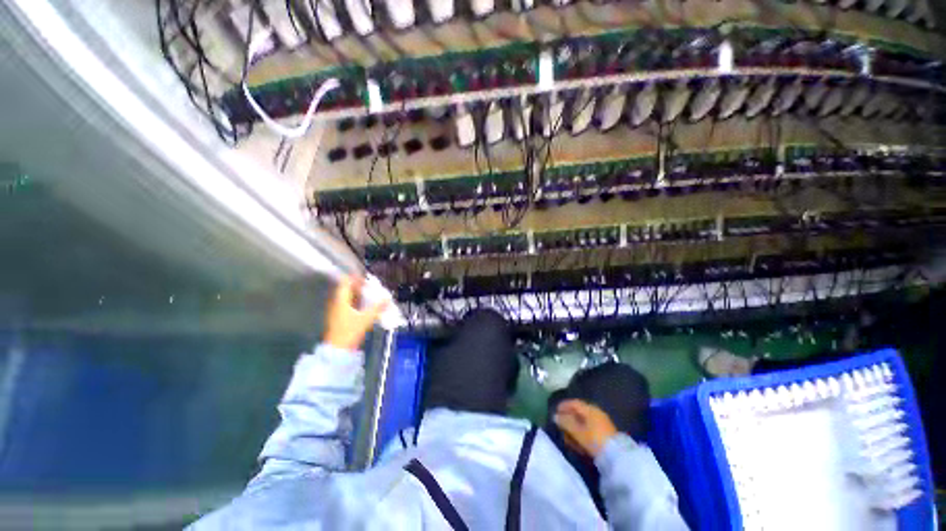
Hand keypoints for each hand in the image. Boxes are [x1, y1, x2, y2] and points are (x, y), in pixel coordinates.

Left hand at [324, 276, 389, 350]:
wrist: (338, 349)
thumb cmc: (350, 331)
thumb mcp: (366, 319)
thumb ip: (377, 308)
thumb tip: (387, 299)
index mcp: (341, 300)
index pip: (345, 282)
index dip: (355, 277)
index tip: (366, 277)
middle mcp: (337, 303)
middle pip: (346, 289)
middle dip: (358, 286)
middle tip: (371, 286)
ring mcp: (337, 310)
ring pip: (347, 297)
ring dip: (357, 294)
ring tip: (370, 294)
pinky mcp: (339, 317)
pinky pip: (347, 304)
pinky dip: (356, 301)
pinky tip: (365, 305)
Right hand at [553, 399, 617, 457]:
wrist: (617, 456)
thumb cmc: (595, 440)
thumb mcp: (577, 431)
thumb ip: (566, 422)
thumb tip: (555, 416)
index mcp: (590, 409)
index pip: (574, 402)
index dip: (563, 405)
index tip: (555, 410)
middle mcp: (596, 412)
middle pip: (579, 411)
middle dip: (568, 416)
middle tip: (560, 423)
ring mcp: (602, 422)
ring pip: (584, 420)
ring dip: (574, 425)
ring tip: (567, 433)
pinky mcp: (605, 432)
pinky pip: (590, 427)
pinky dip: (582, 431)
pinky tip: (578, 439)